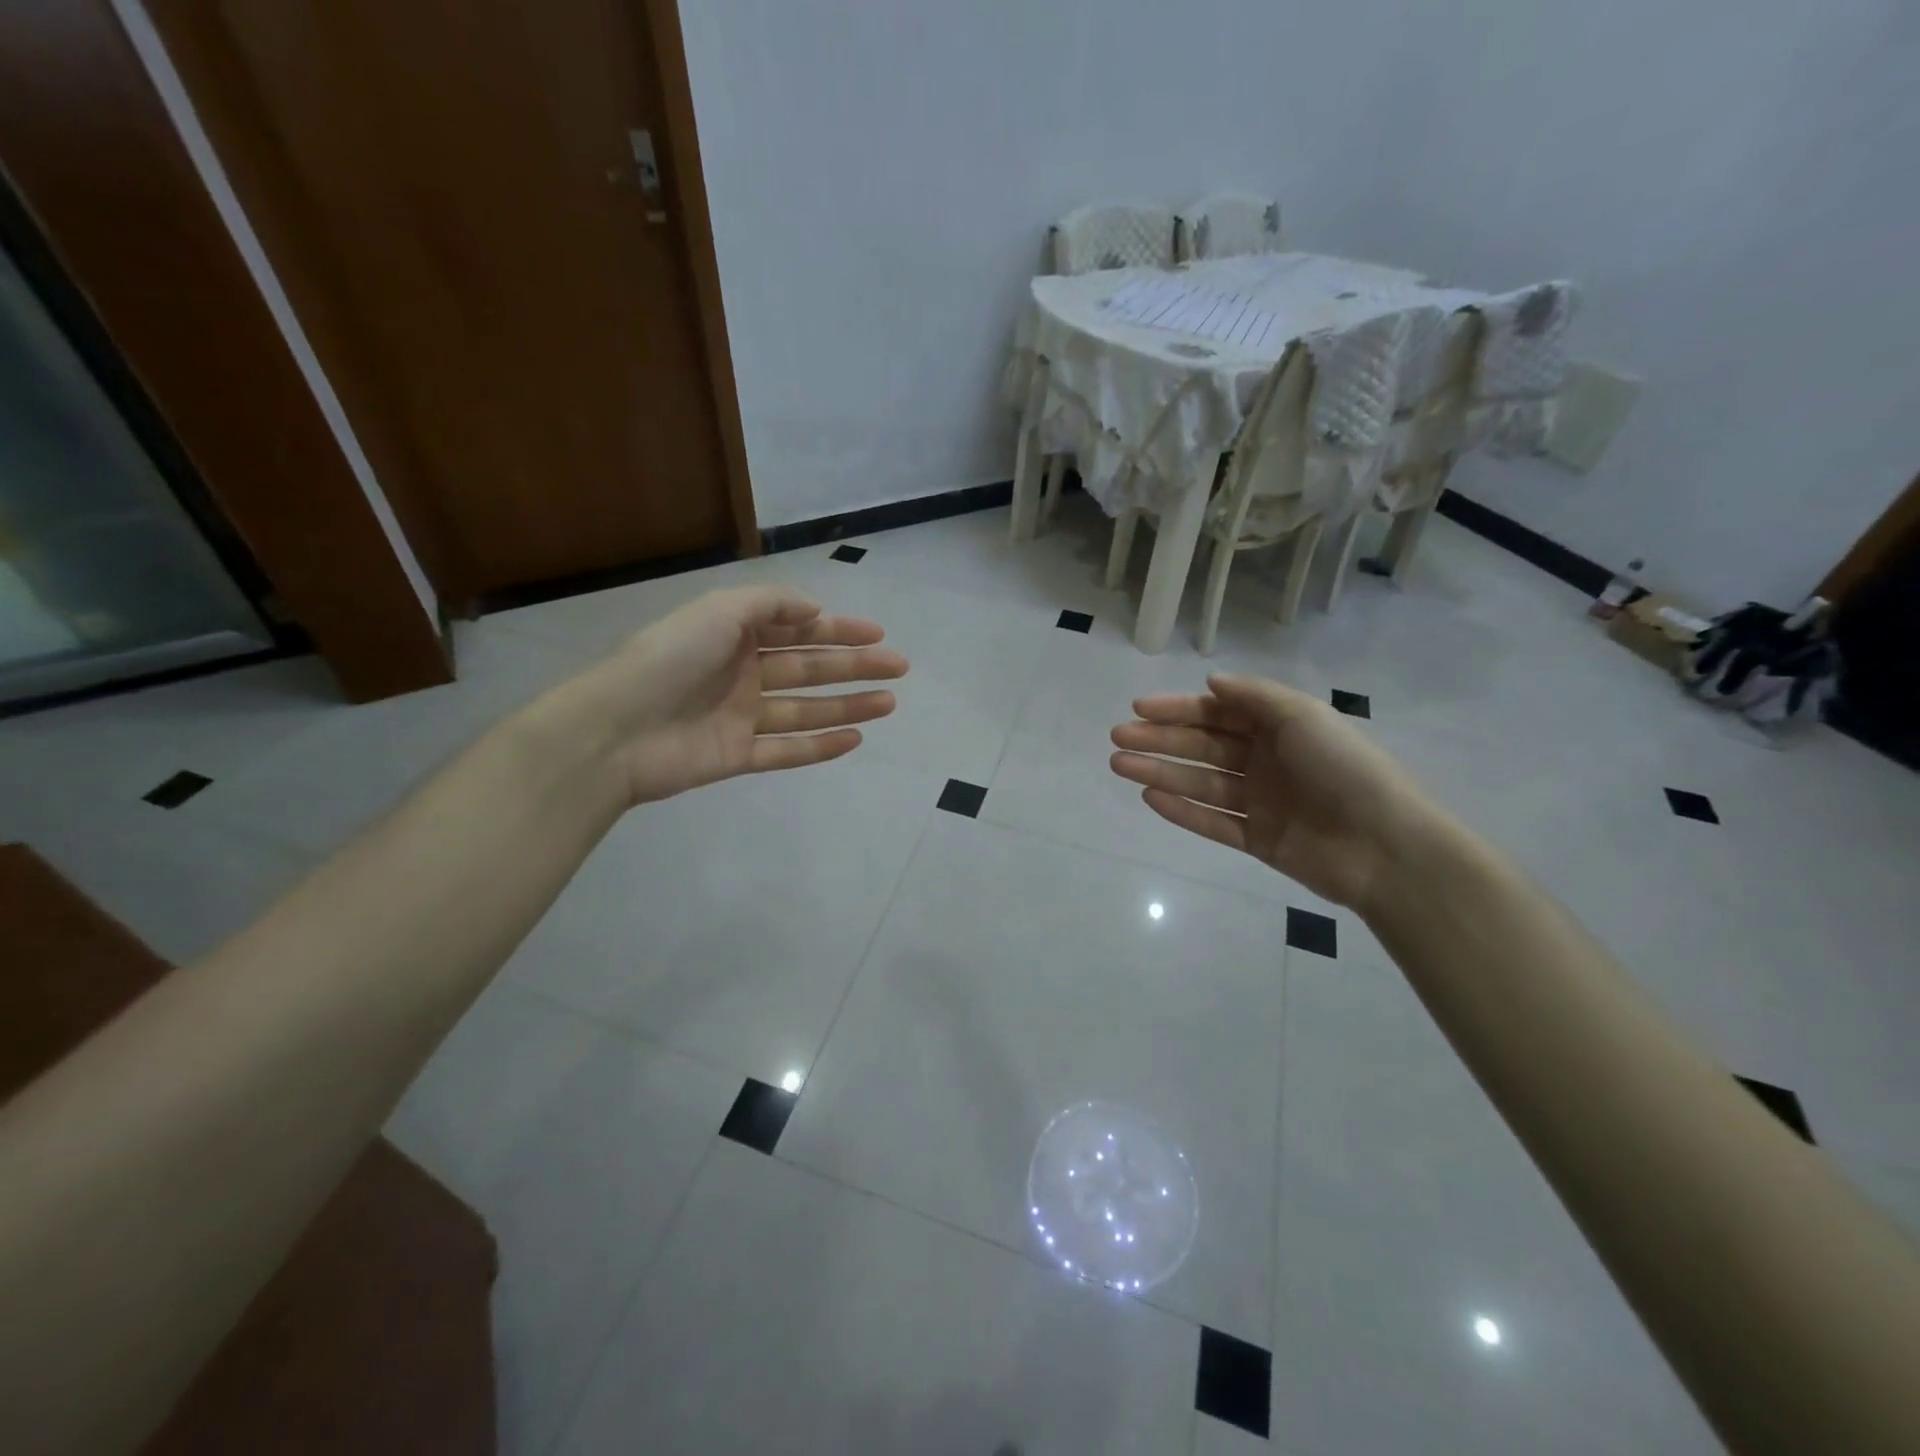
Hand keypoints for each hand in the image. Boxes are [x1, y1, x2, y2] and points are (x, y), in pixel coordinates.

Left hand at [570, 585, 906, 805]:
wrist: (615, 730)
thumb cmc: (669, 660)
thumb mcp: (719, 612)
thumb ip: (769, 605)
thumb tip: (814, 610)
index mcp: (735, 635)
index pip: (797, 629)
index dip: (839, 630)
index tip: (878, 635)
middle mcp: (742, 673)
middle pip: (810, 668)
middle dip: (855, 666)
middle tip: (899, 667)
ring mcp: (741, 716)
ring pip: (806, 709)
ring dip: (848, 705)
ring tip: (890, 703)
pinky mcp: (738, 755)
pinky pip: (788, 750)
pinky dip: (821, 746)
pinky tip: (856, 739)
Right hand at [1110, 673, 1439, 911]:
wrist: (1385, 846)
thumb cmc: (1345, 769)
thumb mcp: (1303, 716)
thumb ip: (1255, 696)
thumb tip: (1212, 681)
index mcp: (1279, 728)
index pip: (1218, 713)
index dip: (1178, 709)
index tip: (1138, 708)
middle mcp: (1266, 761)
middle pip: (1202, 747)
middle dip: (1159, 740)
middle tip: (1117, 738)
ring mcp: (1260, 802)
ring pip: (1200, 783)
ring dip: (1160, 772)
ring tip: (1119, 765)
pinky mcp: (1257, 840)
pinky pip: (1212, 822)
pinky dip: (1182, 810)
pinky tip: (1149, 798)